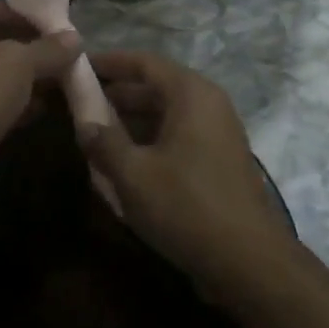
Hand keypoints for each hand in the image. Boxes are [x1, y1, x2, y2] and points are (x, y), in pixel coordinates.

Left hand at [0, 1, 81, 194]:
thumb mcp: (19, 63)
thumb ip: (48, 49)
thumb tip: (76, 38)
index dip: (20, 16)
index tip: (52, 30)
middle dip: (28, 50)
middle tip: (61, 57)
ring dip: (24, 78)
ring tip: (60, 82)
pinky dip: (12, 102)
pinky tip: (43, 109)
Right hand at [81, 51, 290, 303]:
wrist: (251, 265)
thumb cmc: (187, 207)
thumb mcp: (133, 174)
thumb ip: (103, 141)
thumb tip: (84, 124)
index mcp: (190, 93)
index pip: (143, 62)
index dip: (108, 62)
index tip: (77, 66)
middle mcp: (208, 103)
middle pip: (155, 86)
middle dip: (116, 94)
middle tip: (78, 104)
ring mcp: (218, 132)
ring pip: (165, 113)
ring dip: (131, 120)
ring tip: (95, 133)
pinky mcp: (220, 159)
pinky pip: (178, 135)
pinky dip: (150, 139)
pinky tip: (125, 161)